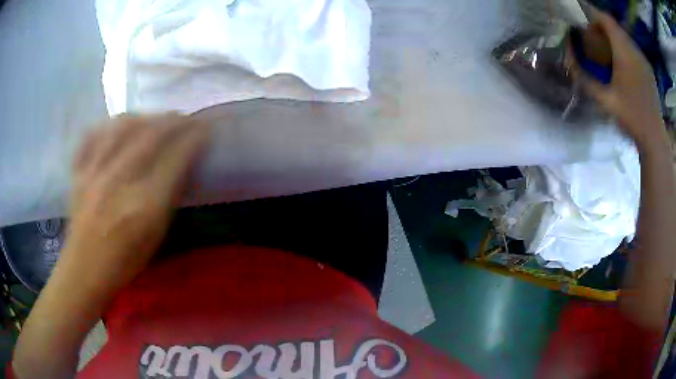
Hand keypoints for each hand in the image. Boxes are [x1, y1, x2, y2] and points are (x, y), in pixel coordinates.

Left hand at [61, 114, 208, 294]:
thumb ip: (168, 200)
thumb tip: (181, 166)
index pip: (174, 158)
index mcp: (144, 206)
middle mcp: (119, 181)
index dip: (193, 138)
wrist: (84, 270)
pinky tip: (118, 126)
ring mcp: (95, 172)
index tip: (203, 129)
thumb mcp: (155, 237)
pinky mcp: (79, 171)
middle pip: (151, 135)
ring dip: (144, 117)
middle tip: (184, 119)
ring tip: (154, 119)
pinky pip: (93, 135)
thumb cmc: (124, 262)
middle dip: (173, 121)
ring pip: (122, 127)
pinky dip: (108, 125)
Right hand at [571, 10, 663, 147]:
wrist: (654, 137)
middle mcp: (634, 50)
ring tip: (610, 54)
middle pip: (615, 26)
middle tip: (596, 41)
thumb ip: (585, 79)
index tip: (586, 27)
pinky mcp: (648, 68)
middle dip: (603, 28)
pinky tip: (624, 66)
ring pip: (625, 37)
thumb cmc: (631, 118)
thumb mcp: (605, 100)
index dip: (594, 16)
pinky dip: (625, 49)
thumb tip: (568, 61)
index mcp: (624, 53)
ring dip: (615, 39)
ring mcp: (643, 59)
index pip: (606, 19)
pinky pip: (633, 49)